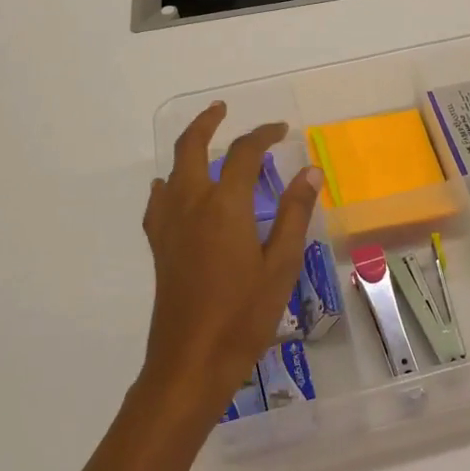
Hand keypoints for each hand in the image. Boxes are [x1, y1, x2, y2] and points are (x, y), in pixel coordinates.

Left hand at [138, 103, 320, 417]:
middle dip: (207, 122)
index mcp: (226, 205)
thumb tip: (310, 171)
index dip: (263, 135)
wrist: (191, 361)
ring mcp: (170, 224)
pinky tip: (175, 189)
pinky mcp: (159, 245)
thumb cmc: (244, 314)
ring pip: (173, 169)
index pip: (245, 153)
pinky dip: (170, 183)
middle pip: (192, 147)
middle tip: (223, 109)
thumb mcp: (281, 264)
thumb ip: (295, 213)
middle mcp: (192, 204)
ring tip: (206, 141)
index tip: (282, 130)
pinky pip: (159, 200)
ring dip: (188, 147)